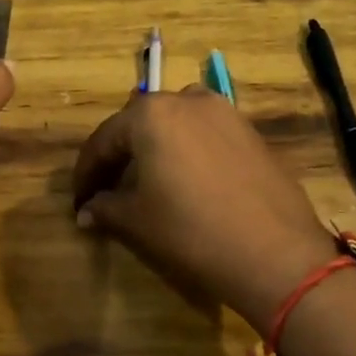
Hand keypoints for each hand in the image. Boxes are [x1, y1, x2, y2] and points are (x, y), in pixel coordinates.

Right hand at [71, 87, 334, 326]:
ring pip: (176, 124)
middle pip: (140, 125)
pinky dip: (188, 152)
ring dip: (156, 148)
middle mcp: (186, 100)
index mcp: (150, 114)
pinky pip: (206, 134)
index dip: (86, 173)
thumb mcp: (137, 221)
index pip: (104, 140)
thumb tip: (86, 211)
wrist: (276, 254)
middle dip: (120, 156)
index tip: (78, 201)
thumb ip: (105, 207)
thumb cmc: (192, 231)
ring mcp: (225, 113)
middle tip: (108, 189)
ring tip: (149, 181)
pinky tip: (189, 182)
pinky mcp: (251, 132)